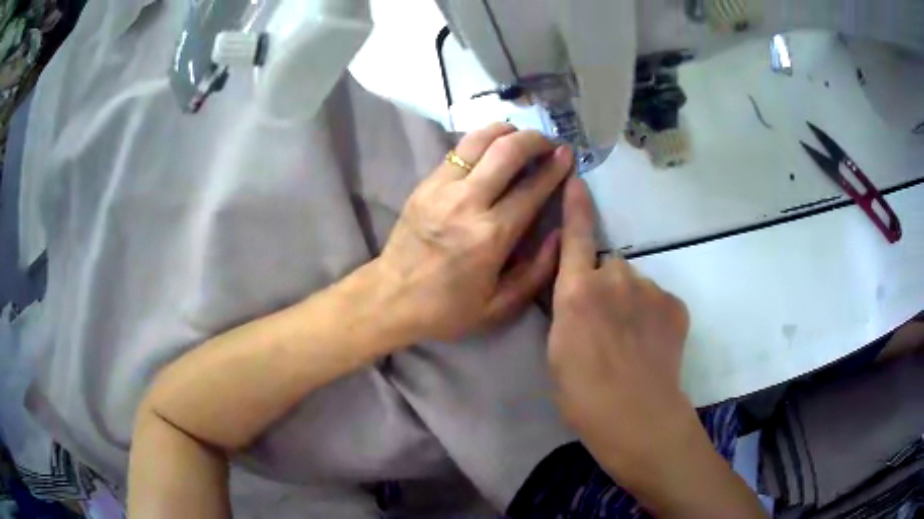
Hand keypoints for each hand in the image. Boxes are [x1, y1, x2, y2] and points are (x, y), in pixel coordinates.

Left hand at [376, 123, 573, 342]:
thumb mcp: (500, 307)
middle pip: (507, 151)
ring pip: (479, 140)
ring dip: (506, 131)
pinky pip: (458, 150)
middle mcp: (467, 203)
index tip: (567, 156)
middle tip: (549, 142)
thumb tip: (560, 232)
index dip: (555, 168)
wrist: (390, 298)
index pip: (532, 188)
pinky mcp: (425, 184)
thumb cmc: (447, 308)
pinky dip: (481, 141)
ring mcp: (441, 188)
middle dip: (535, 139)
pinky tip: (492, 148)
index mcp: (490, 236)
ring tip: (521, 136)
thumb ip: (537, 270)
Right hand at [548, 176, 693, 477]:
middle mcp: (614, 278)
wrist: (636, 416)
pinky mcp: (675, 304)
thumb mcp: (556, 350)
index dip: (576, 206)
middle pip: (608, 269)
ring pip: (635, 286)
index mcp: (577, 291)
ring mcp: (650, 289)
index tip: (576, 177)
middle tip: (605, 328)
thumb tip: (576, 292)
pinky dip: (654, 316)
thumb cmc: (582, 393)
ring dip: (631, 304)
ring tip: (631, 343)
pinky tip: (652, 346)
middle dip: (605, 288)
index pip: (576, 235)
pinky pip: (658, 300)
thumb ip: (565, 309)